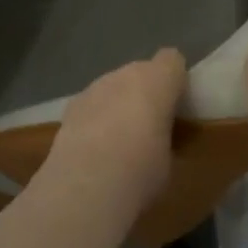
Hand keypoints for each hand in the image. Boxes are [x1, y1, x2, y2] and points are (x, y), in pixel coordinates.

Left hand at [47, 48, 187, 213]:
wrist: (86, 186)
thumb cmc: (142, 169)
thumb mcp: (171, 156)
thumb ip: (166, 133)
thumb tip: (159, 138)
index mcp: (157, 80)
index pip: (172, 60)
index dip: (175, 80)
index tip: (177, 105)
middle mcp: (124, 75)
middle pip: (140, 72)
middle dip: (146, 93)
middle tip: (151, 126)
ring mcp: (93, 89)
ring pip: (113, 88)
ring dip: (119, 105)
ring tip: (120, 140)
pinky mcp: (69, 109)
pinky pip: (93, 105)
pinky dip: (96, 118)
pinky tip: (95, 147)